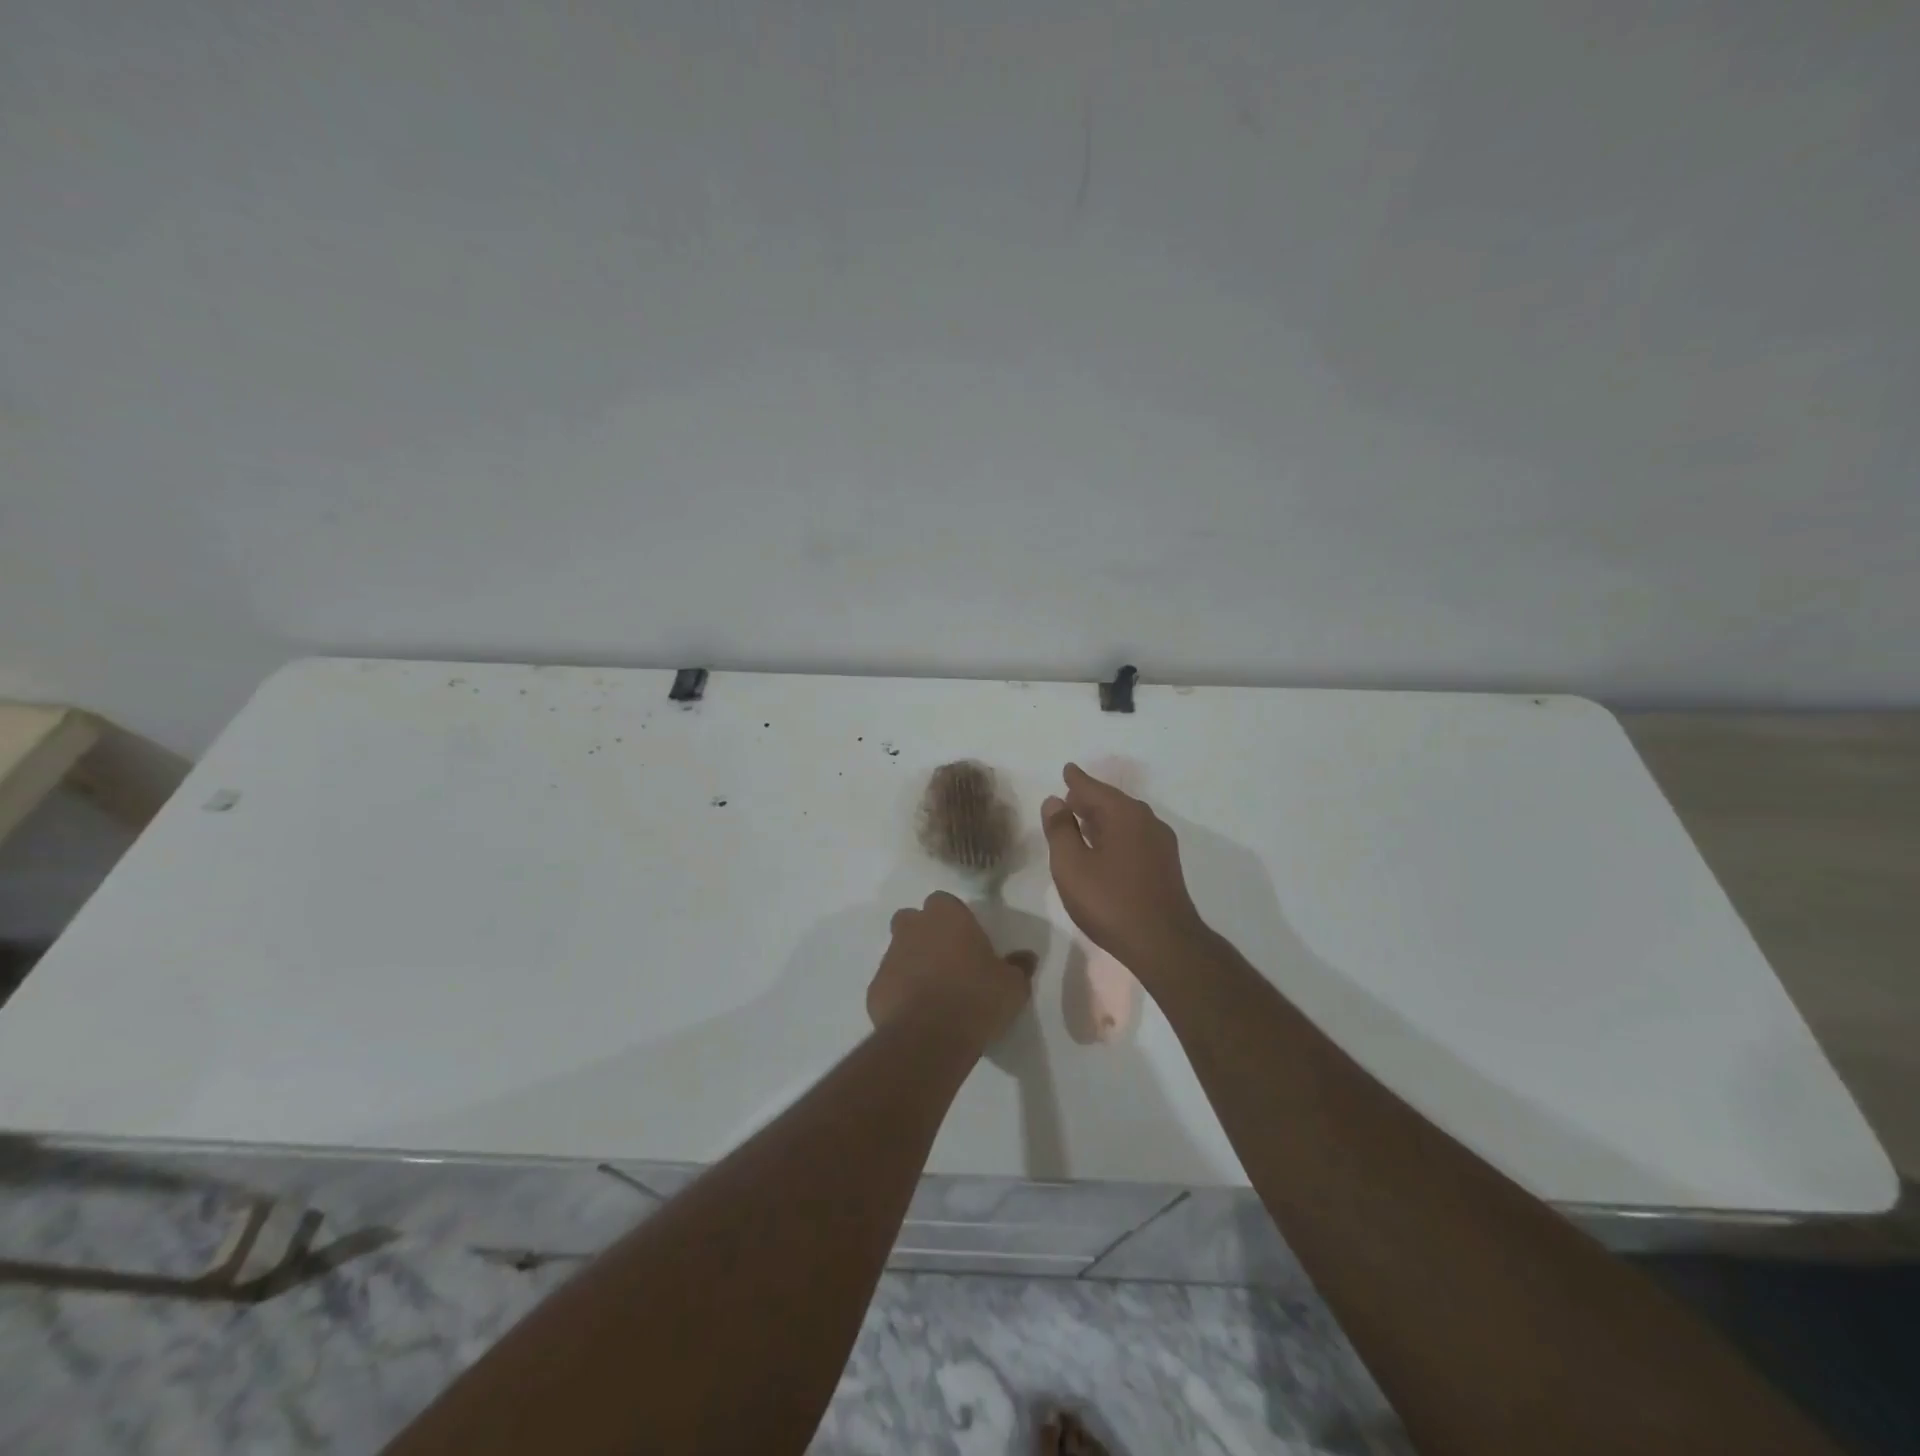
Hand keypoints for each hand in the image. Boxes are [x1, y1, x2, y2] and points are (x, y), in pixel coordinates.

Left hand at [867, 892, 1035, 1048]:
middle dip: (924, 934)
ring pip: (898, 951)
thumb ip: (1018, 966)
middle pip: (912, 920)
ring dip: (912, 964)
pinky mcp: (875, 988)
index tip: (967, 941)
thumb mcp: (1013, 985)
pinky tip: (917, 1015)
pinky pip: (889, 984)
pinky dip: (900, 993)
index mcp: (946, 916)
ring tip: (934, 993)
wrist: (929, 1036)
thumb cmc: (977, 997)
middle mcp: (913, 928)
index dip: (954, 919)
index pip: (944, 902)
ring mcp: (889, 957)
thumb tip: (1026, 958)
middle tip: (947, 961)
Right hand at [1041, 763, 1207, 971]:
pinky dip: (1115, 834)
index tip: (1068, 770)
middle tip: (1070, 797)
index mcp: (1123, 814)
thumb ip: (1060, 830)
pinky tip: (1105, 848)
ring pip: (1125, 820)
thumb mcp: (1072, 865)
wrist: (1164, 943)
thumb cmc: (1110, 901)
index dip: (1076, 780)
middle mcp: (1146, 821)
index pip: (1093, 788)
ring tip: (1082, 820)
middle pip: (1112, 802)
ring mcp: (1160, 844)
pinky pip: (1134, 837)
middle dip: (1089, 798)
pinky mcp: (1165, 866)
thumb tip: (1055, 801)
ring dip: (1103, 818)